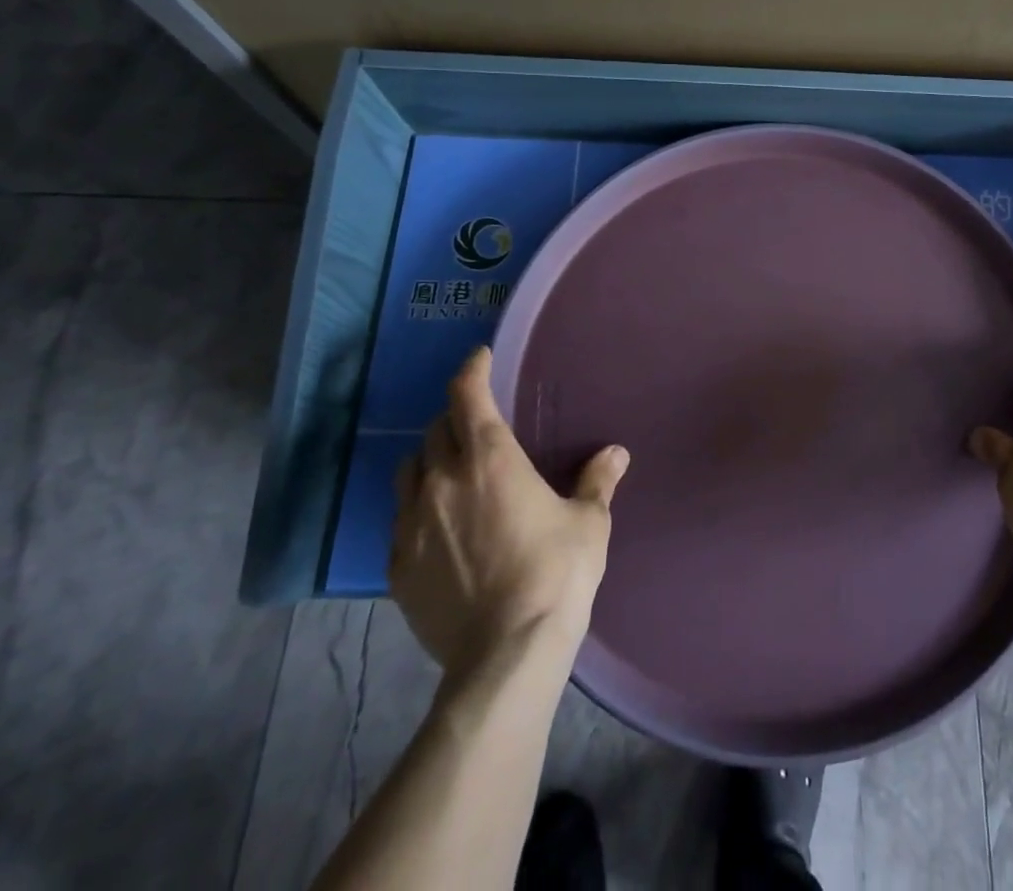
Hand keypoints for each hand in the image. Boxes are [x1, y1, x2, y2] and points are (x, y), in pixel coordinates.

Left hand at [390, 348, 629, 674]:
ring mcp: (412, 525)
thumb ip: (597, 481)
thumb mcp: (588, 523)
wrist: (505, 654)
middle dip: (454, 418)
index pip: (468, 396)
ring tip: (450, 472)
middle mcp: (443, 481)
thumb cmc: (556, 573)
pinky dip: (418, 509)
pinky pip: (400, 520)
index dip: (471, 370)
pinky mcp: (396, 567)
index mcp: (491, 460)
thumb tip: (615, 453)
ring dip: (429, 461)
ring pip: (409, 471)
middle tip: (476, 424)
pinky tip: (438, 528)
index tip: (479, 358)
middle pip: (435, 430)